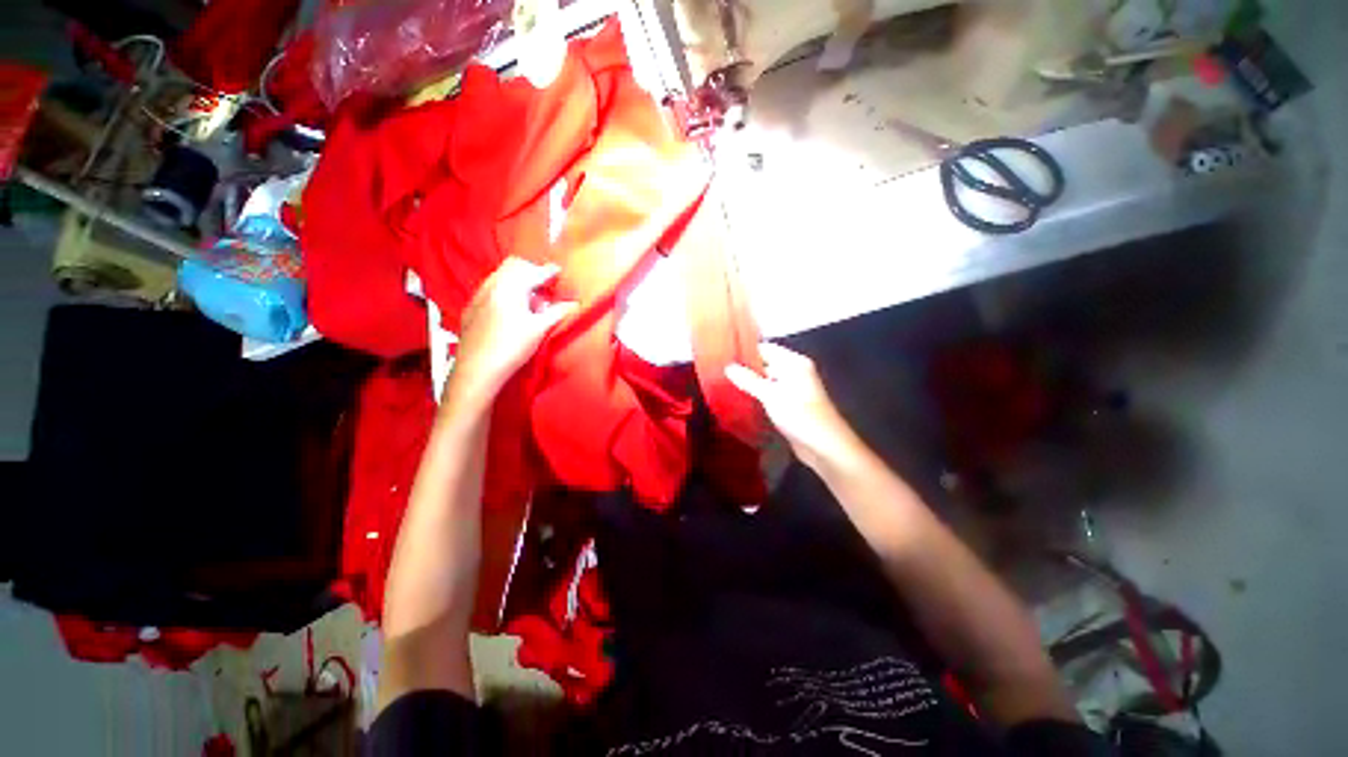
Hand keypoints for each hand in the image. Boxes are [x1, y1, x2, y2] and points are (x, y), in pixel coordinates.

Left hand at [449, 258, 576, 408]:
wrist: (478, 369)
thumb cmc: (512, 347)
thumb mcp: (539, 329)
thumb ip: (558, 312)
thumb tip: (574, 303)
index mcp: (510, 287)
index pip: (534, 272)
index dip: (549, 271)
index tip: (559, 272)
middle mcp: (492, 285)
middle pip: (514, 266)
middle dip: (531, 271)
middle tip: (545, 285)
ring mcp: (479, 295)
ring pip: (500, 275)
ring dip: (517, 280)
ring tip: (531, 298)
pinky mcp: (471, 308)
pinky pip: (491, 288)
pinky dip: (505, 290)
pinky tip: (511, 309)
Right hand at [725, 343, 860, 470]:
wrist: (824, 446)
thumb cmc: (799, 415)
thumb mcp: (771, 395)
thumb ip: (748, 380)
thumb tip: (727, 367)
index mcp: (793, 363)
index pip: (765, 348)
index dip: (744, 351)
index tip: (722, 355)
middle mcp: (793, 372)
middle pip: (765, 363)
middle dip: (744, 368)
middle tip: (718, 371)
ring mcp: (791, 389)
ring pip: (765, 380)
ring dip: (748, 383)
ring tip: (722, 383)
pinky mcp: (789, 404)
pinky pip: (768, 394)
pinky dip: (756, 395)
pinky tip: (738, 398)